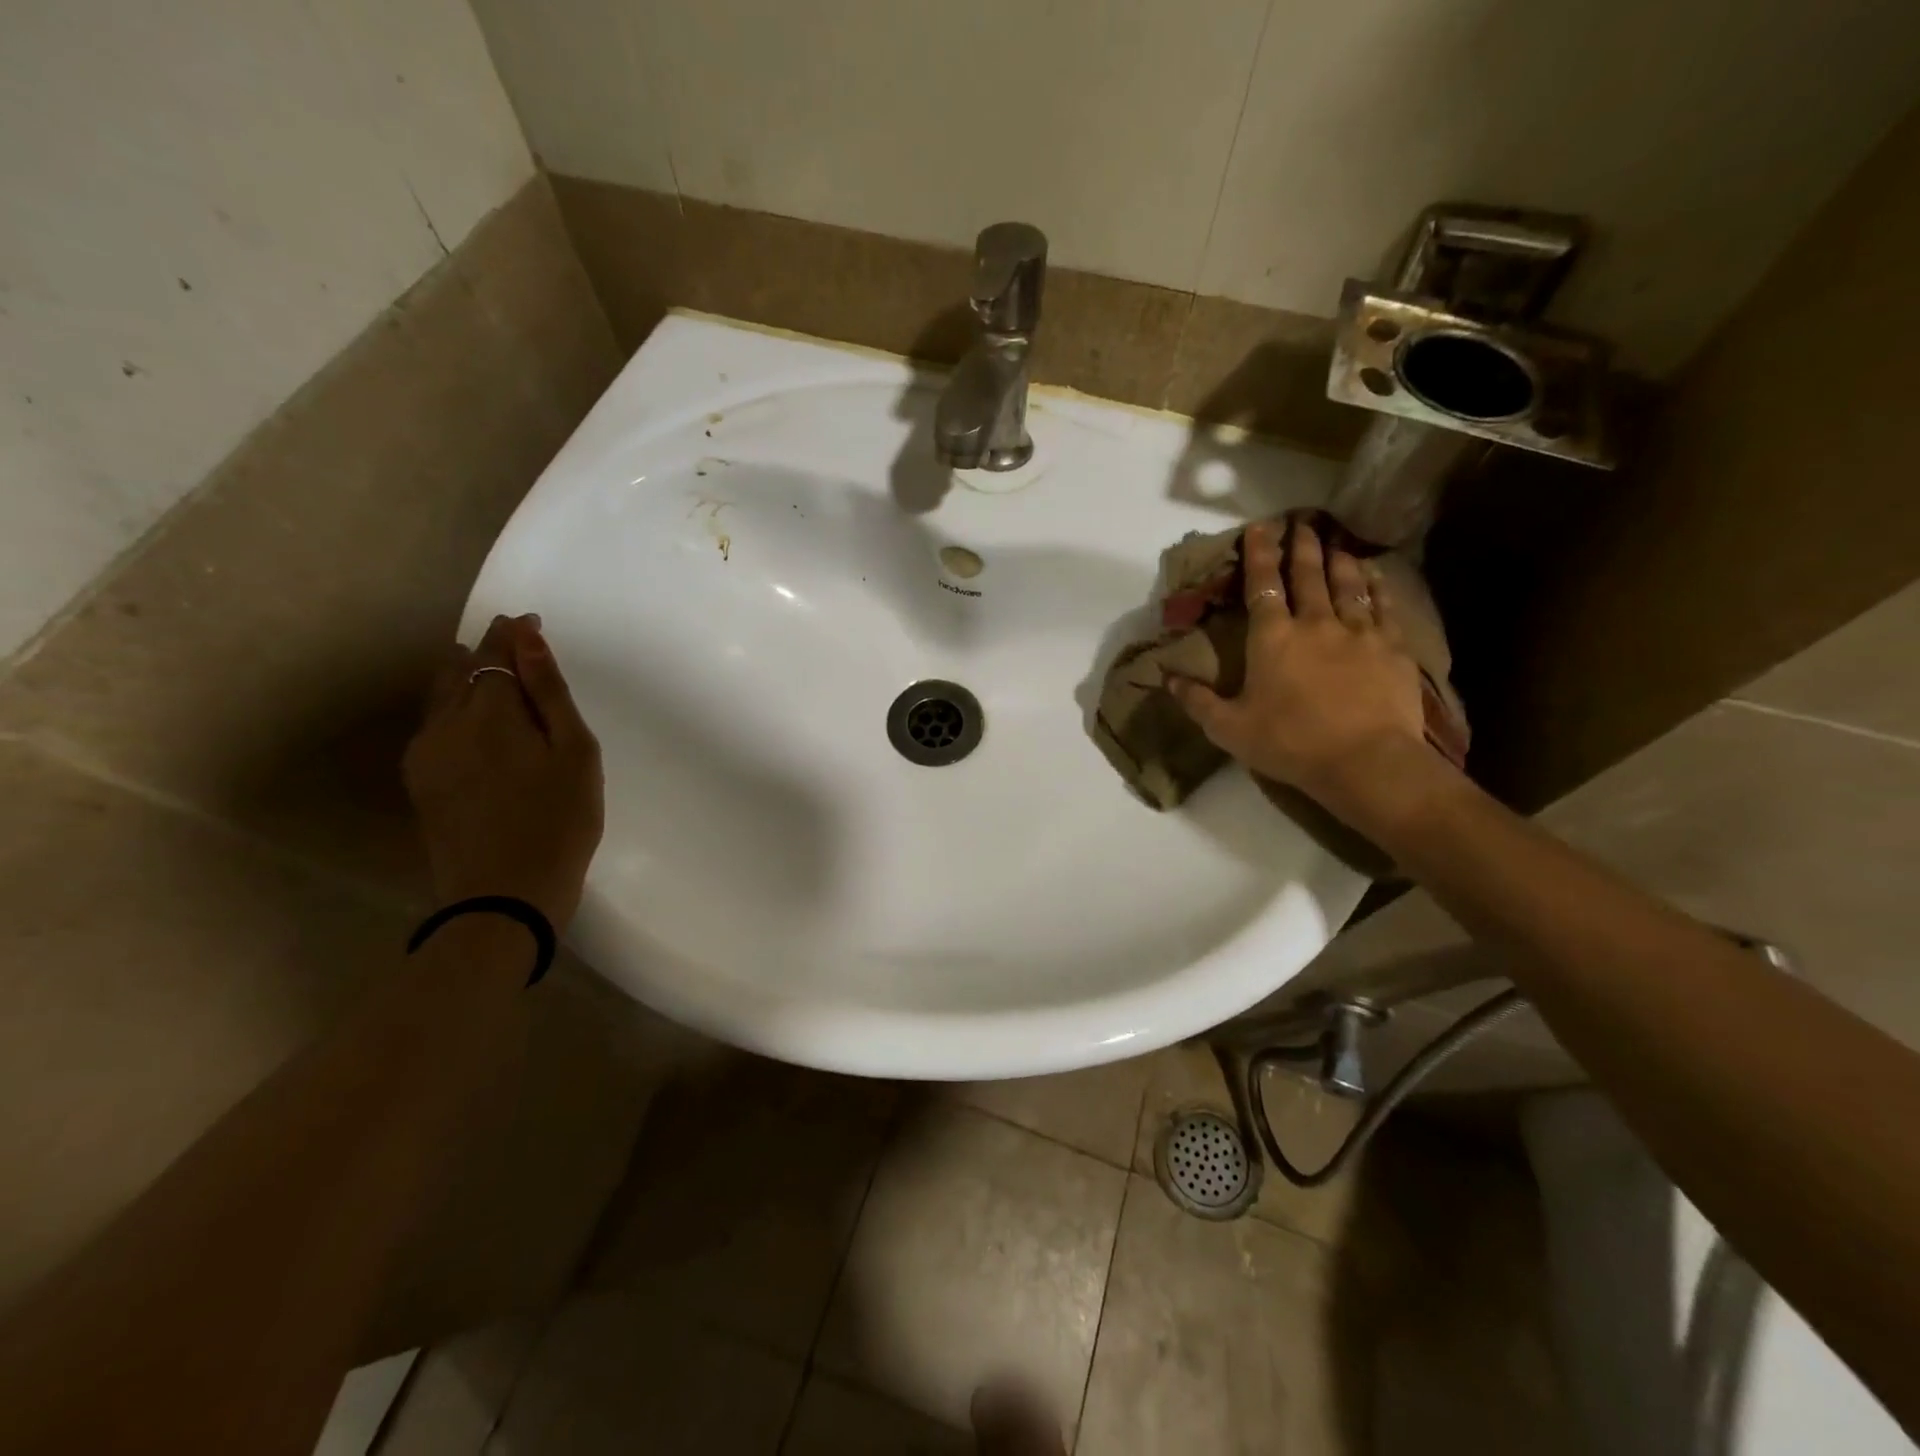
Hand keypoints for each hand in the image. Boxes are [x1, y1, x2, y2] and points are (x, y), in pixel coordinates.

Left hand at [403, 614, 603, 929]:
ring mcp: (426, 752)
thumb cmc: (560, 820)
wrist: (503, 895)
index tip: (531, 622)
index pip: (495, 651)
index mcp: (489, 710)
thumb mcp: (574, 752)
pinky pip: (434, 723)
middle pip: (461, 668)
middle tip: (516, 643)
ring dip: (466, 675)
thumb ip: (549, 692)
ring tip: (490, 671)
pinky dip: (454, 705)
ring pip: (441, 694)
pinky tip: (474, 718)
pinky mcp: (421, 780)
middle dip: (488, 649)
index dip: (513, 633)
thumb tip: (527, 637)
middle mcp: (446, 722)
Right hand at [1167, 517, 1444, 830]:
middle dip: (1302, 547)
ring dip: (1339, 559)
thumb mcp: (1229, 728)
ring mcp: (1358, 632)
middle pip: (1308, 575)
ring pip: (1347, 584)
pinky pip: (1384, 607)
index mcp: (1272, 637)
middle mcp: (1314, 623)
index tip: (1260, 527)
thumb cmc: (1289, 743)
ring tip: (1336, 542)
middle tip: (1302, 523)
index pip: (1262, 585)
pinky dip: (1378, 586)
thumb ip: (1198, 701)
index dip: (1259, 554)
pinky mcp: (1392, 648)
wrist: (1365, 761)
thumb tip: (1168, 678)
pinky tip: (1376, 574)